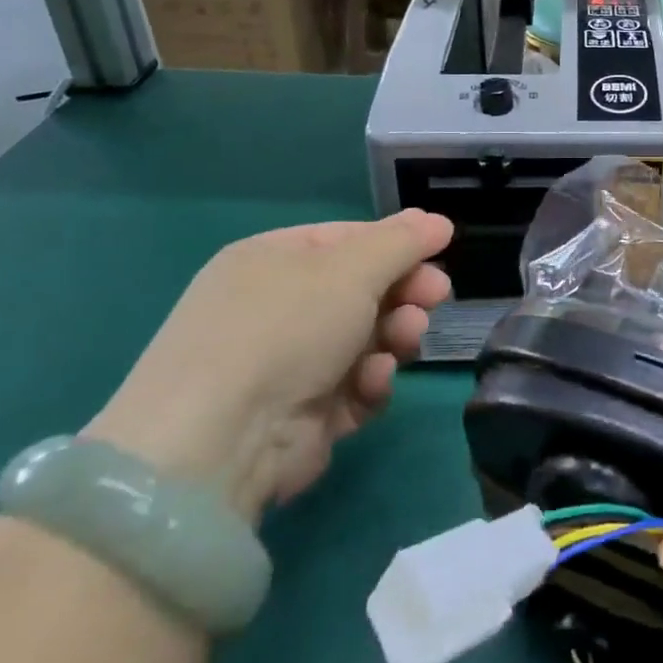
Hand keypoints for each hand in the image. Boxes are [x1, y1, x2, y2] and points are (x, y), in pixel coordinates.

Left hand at [86, 211, 452, 525]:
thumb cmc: (286, 328)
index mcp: (272, 260)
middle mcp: (275, 308)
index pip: (348, 239)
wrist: (221, 441)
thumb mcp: (352, 268)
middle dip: (403, 292)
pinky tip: (371, 383)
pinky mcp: (301, 416)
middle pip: (361, 290)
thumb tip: (437, 221)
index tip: (441, 251)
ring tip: (405, 341)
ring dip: (394, 335)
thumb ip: (401, 242)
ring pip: (365, 338)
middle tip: (436, 298)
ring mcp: (286, 364)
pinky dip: (370, 382)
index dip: (397, 244)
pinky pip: (354, 386)